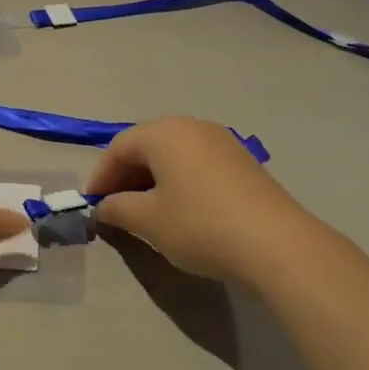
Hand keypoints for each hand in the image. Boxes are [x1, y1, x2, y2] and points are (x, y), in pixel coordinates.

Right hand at [86, 117, 316, 283]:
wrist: (276, 243)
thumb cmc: (200, 225)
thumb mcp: (149, 221)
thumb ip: (118, 208)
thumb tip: (104, 206)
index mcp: (164, 132)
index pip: (119, 147)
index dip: (101, 176)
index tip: (92, 205)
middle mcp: (192, 126)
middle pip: (147, 145)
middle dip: (126, 175)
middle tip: (115, 208)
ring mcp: (221, 141)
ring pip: (174, 154)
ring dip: (152, 178)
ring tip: (145, 211)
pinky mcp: (241, 161)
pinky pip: (197, 163)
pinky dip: (179, 181)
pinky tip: (181, 209)